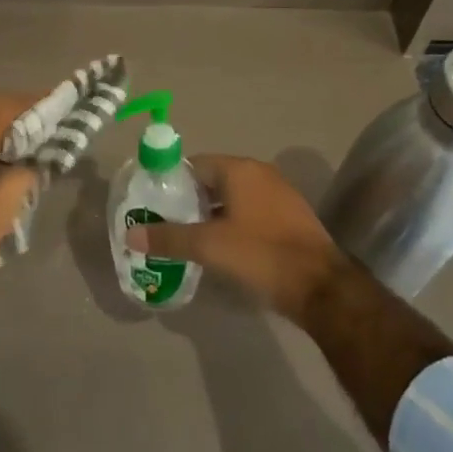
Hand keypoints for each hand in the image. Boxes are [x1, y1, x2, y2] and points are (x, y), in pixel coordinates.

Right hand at [126, 154, 348, 322]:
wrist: (322, 287)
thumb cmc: (262, 254)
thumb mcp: (210, 247)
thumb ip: (169, 238)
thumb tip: (131, 235)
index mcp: (239, 169)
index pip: (195, 165)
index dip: (172, 182)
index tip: (153, 203)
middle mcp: (259, 173)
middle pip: (213, 180)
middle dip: (190, 201)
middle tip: (167, 224)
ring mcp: (278, 194)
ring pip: (233, 198)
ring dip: (211, 214)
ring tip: (189, 239)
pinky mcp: (289, 217)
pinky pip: (251, 211)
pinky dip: (233, 223)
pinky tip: (222, 249)